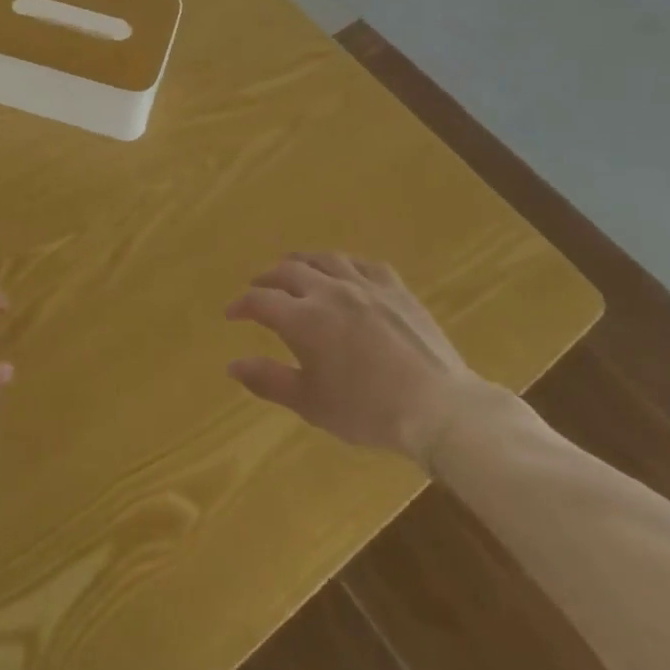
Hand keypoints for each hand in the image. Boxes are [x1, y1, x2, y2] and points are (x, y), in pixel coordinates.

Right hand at [224, 252, 495, 462]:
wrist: (438, 408)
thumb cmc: (367, 410)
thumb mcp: (310, 403)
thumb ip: (268, 380)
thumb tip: (231, 365)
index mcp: (303, 319)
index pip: (260, 300)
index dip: (241, 305)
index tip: (232, 313)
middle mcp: (328, 291)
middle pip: (288, 271)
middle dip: (267, 279)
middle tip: (259, 289)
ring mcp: (364, 285)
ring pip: (324, 259)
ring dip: (303, 262)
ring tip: (295, 270)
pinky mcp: (395, 288)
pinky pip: (363, 263)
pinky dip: (345, 264)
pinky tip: (345, 271)